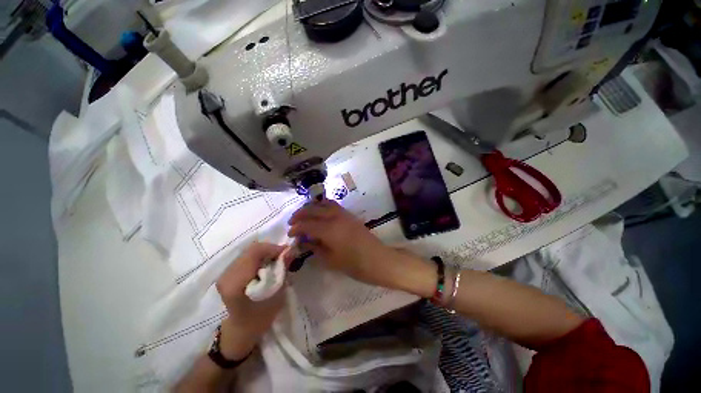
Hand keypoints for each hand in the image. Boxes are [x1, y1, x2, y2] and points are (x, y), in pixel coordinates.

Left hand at [215, 242, 285, 359]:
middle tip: (283, 257)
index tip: (287, 253)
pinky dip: (258, 257)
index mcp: (236, 282)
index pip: (255, 252)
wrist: (241, 330)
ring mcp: (224, 273)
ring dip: (265, 253)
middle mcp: (226, 274)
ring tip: (275, 261)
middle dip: (270, 250)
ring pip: (249, 252)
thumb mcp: (276, 293)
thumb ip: (282, 270)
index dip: (273, 248)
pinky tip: (265, 265)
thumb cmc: (261, 316)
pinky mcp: (227, 273)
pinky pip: (245, 257)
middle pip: (251, 250)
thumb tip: (291, 250)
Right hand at [286, 200, 434, 294]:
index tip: (289, 234)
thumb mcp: (331, 260)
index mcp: (329, 230)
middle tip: (292, 222)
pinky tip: (319, 213)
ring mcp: (344, 214)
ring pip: (323, 204)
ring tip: (304, 215)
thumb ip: (315, 248)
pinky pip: (333, 205)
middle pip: (313, 209)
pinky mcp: (350, 215)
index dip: (296, 228)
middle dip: (300, 214)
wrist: (378, 259)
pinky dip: (322, 206)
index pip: (307, 224)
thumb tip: (303, 241)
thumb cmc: (355, 264)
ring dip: (311, 207)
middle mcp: (335, 217)